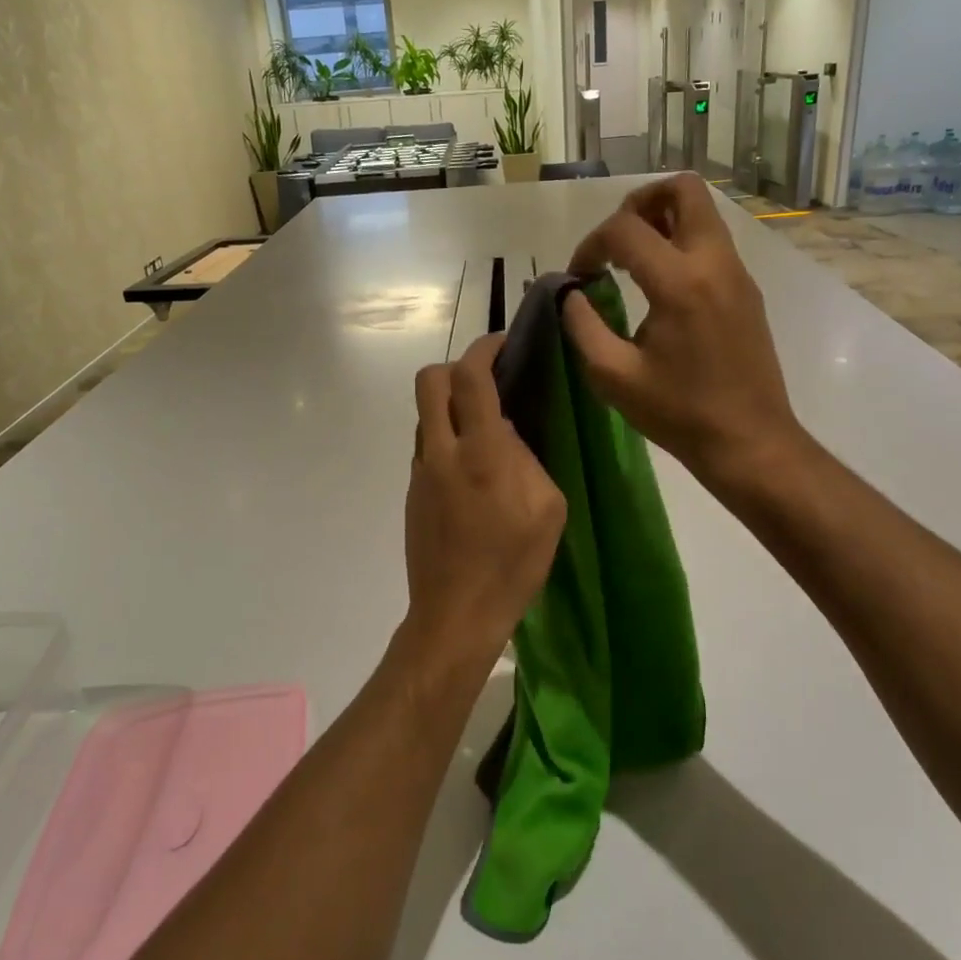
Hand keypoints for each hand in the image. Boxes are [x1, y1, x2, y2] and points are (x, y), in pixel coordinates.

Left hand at [401, 334, 565, 677]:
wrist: (455, 615)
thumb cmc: (512, 566)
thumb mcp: (548, 509)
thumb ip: (528, 458)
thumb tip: (507, 432)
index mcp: (482, 453)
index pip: (471, 378)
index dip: (485, 349)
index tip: (503, 345)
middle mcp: (442, 452)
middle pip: (429, 380)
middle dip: (456, 366)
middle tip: (487, 380)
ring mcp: (420, 471)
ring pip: (424, 412)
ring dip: (450, 404)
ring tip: (484, 427)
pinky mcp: (412, 491)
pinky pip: (426, 444)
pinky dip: (446, 436)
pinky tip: (472, 467)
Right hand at [564, 174, 800, 490]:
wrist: (749, 441)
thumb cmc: (679, 413)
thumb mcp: (612, 376)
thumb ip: (581, 325)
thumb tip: (570, 293)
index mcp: (680, 282)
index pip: (625, 229)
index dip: (591, 245)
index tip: (578, 277)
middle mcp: (714, 262)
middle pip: (683, 189)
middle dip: (638, 203)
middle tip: (614, 242)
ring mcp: (737, 273)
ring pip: (702, 212)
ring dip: (662, 220)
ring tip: (632, 261)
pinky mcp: (746, 290)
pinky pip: (712, 242)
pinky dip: (681, 244)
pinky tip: (659, 287)